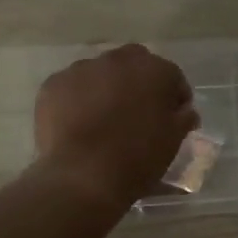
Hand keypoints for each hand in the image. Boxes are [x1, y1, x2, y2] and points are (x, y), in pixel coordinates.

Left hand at [34, 44, 196, 204]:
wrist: (81, 177)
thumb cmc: (136, 158)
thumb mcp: (172, 141)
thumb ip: (182, 118)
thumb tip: (184, 111)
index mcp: (153, 70)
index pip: (171, 76)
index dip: (174, 96)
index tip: (173, 116)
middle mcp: (118, 60)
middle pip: (134, 63)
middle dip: (138, 82)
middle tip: (137, 111)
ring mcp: (82, 69)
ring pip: (100, 72)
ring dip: (106, 87)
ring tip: (103, 118)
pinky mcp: (53, 84)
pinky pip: (72, 86)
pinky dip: (78, 99)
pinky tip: (78, 124)